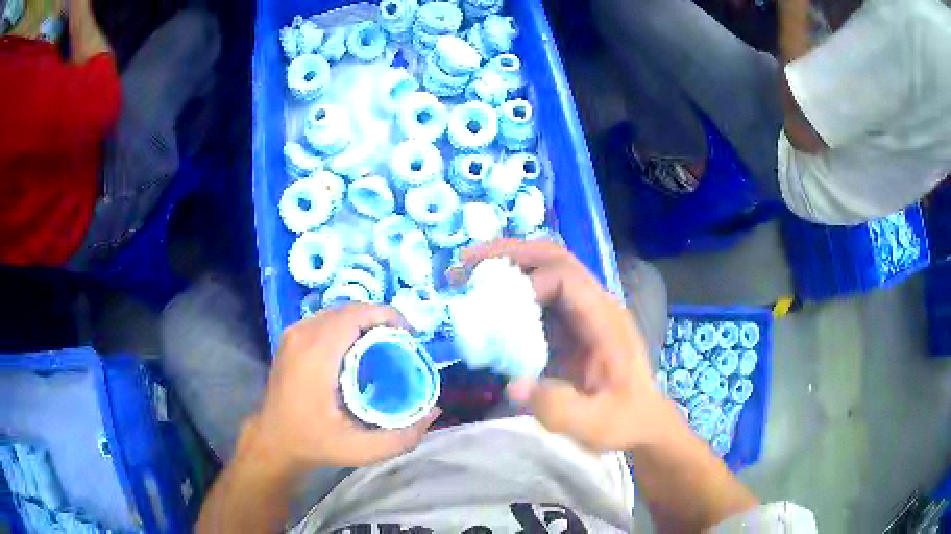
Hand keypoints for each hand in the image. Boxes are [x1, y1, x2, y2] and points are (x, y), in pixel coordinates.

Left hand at [249, 304, 440, 472]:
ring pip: (338, 312)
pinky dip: (348, 327)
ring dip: (364, 322)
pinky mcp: (291, 338)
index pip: (357, 313)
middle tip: (402, 344)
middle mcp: (302, 333)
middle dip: (380, 319)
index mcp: (316, 352)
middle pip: (350, 309)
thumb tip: (434, 412)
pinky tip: (359, 350)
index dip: (388, 316)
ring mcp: (293, 333)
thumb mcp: (362, 450)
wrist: (273, 441)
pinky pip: (326, 320)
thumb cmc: (314, 443)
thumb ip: (402, 436)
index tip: (410, 335)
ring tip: (385, 346)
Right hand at [459, 239, 669, 451]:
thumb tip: (513, 385)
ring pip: (545, 270)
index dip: (528, 284)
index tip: (494, 310)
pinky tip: (487, 302)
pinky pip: (540, 295)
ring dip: (507, 266)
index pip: (566, 279)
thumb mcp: (595, 424)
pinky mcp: (571, 325)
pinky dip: (511, 291)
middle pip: (554, 258)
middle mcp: (595, 305)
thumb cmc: (624, 421)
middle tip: (465, 263)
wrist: (642, 421)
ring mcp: (583, 312)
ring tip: (467, 275)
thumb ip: (559, 407)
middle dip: (509, 254)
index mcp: (605, 320)